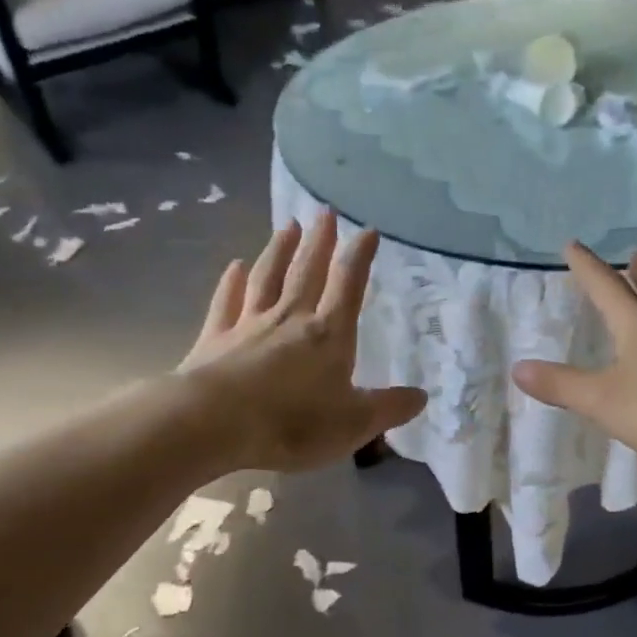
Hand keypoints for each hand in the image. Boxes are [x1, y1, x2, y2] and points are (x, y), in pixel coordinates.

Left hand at [179, 213, 426, 471]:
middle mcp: (290, 319)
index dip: (360, 257)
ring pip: (267, 278)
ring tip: (287, 225)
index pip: (349, 286)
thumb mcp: (354, 424)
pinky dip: (231, 282)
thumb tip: (421, 396)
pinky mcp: (215, 339)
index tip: (368, 230)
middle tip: (325, 213)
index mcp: (328, 335)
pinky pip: (226, 302)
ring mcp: (249, 325)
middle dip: (319, 242)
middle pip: (307, 272)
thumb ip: (389, 408)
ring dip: (279, 250)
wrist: (215, 423)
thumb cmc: (292, 423)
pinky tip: (234, 266)